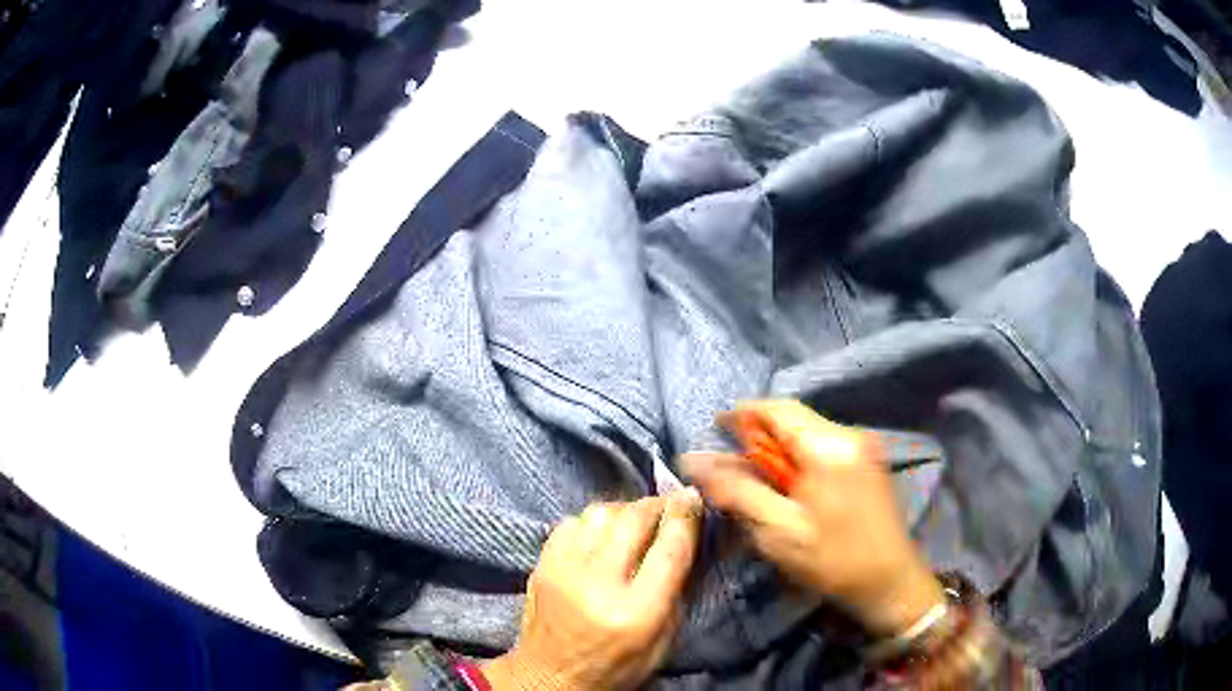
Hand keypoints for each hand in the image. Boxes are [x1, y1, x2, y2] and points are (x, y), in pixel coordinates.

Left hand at [482, 490, 703, 690]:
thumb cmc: (616, 665)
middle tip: (668, 506)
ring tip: (635, 522)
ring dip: (625, 511)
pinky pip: (572, 521)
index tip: (693, 497)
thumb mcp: (663, 640)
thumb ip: (677, 590)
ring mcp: (564, 570)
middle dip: (657, 505)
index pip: (669, 549)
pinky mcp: (542, 564)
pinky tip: (602, 535)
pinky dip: (593, 521)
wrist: (549, 675)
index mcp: (636, 612)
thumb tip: (688, 538)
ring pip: (601, 512)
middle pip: (634, 520)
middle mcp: (598, 584)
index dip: (685, 516)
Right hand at [684, 400, 943, 637]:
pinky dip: (799, 460)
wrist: (892, 583)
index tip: (714, 426)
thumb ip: (737, 491)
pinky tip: (789, 487)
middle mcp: (849, 435)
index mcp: (828, 446)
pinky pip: (825, 448)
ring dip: (778, 450)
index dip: (742, 414)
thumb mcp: (778, 531)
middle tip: (730, 463)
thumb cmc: (834, 560)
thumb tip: (694, 461)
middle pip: (794, 420)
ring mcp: (864, 447)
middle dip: (758, 436)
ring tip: (755, 479)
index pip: (777, 409)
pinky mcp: (869, 463)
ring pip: (809, 434)